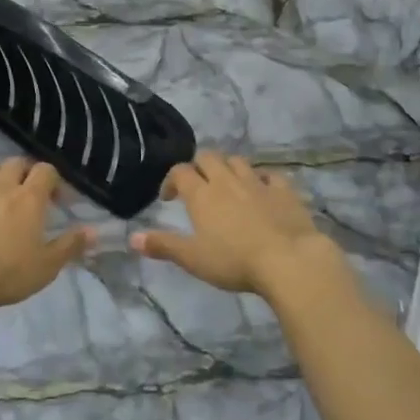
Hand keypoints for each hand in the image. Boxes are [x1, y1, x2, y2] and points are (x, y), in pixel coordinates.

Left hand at [0, 158, 91, 311]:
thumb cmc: (8, 273)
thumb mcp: (47, 266)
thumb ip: (71, 246)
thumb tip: (94, 231)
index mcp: (29, 198)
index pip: (45, 171)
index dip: (54, 180)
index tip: (58, 200)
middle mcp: (1, 188)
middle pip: (15, 163)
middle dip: (24, 172)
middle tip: (28, 194)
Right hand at [131, 152, 347, 298]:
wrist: (288, 259)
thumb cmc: (234, 261)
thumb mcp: (193, 259)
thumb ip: (163, 245)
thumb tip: (132, 238)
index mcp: (202, 194)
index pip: (180, 172)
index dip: (171, 180)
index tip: (169, 198)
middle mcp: (227, 180)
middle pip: (208, 158)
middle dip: (199, 167)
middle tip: (198, 187)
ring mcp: (257, 182)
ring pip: (237, 161)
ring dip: (228, 168)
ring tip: (227, 186)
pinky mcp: (283, 190)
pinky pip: (269, 174)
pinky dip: (261, 177)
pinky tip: (261, 189)